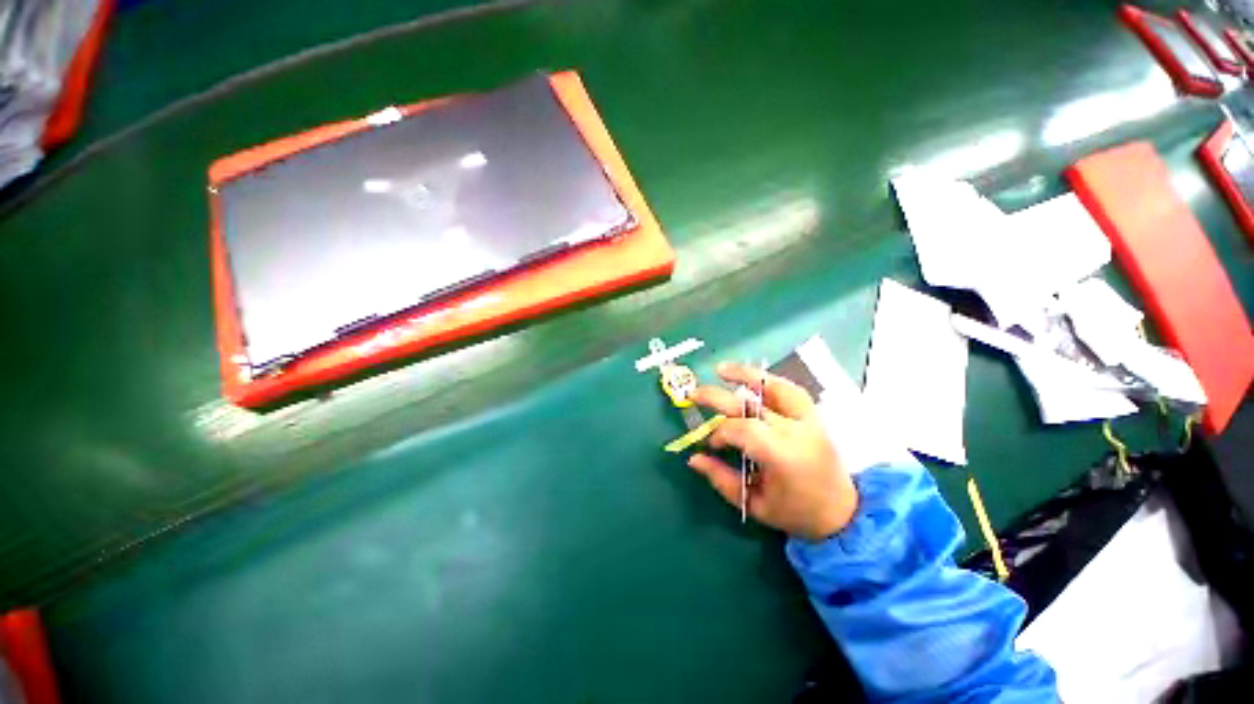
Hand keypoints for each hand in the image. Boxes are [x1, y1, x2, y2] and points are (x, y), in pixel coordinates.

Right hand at [688, 362, 857, 540]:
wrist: (843, 513)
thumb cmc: (796, 513)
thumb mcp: (755, 504)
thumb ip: (721, 479)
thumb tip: (694, 458)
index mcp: (783, 456)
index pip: (742, 430)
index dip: (720, 433)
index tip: (711, 445)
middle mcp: (796, 431)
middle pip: (750, 404)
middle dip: (717, 397)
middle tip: (694, 394)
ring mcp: (808, 419)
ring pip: (775, 387)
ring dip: (746, 375)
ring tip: (721, 369)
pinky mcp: (814, 416)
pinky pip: (790, 390)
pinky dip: (768, 382)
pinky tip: (752, 379)